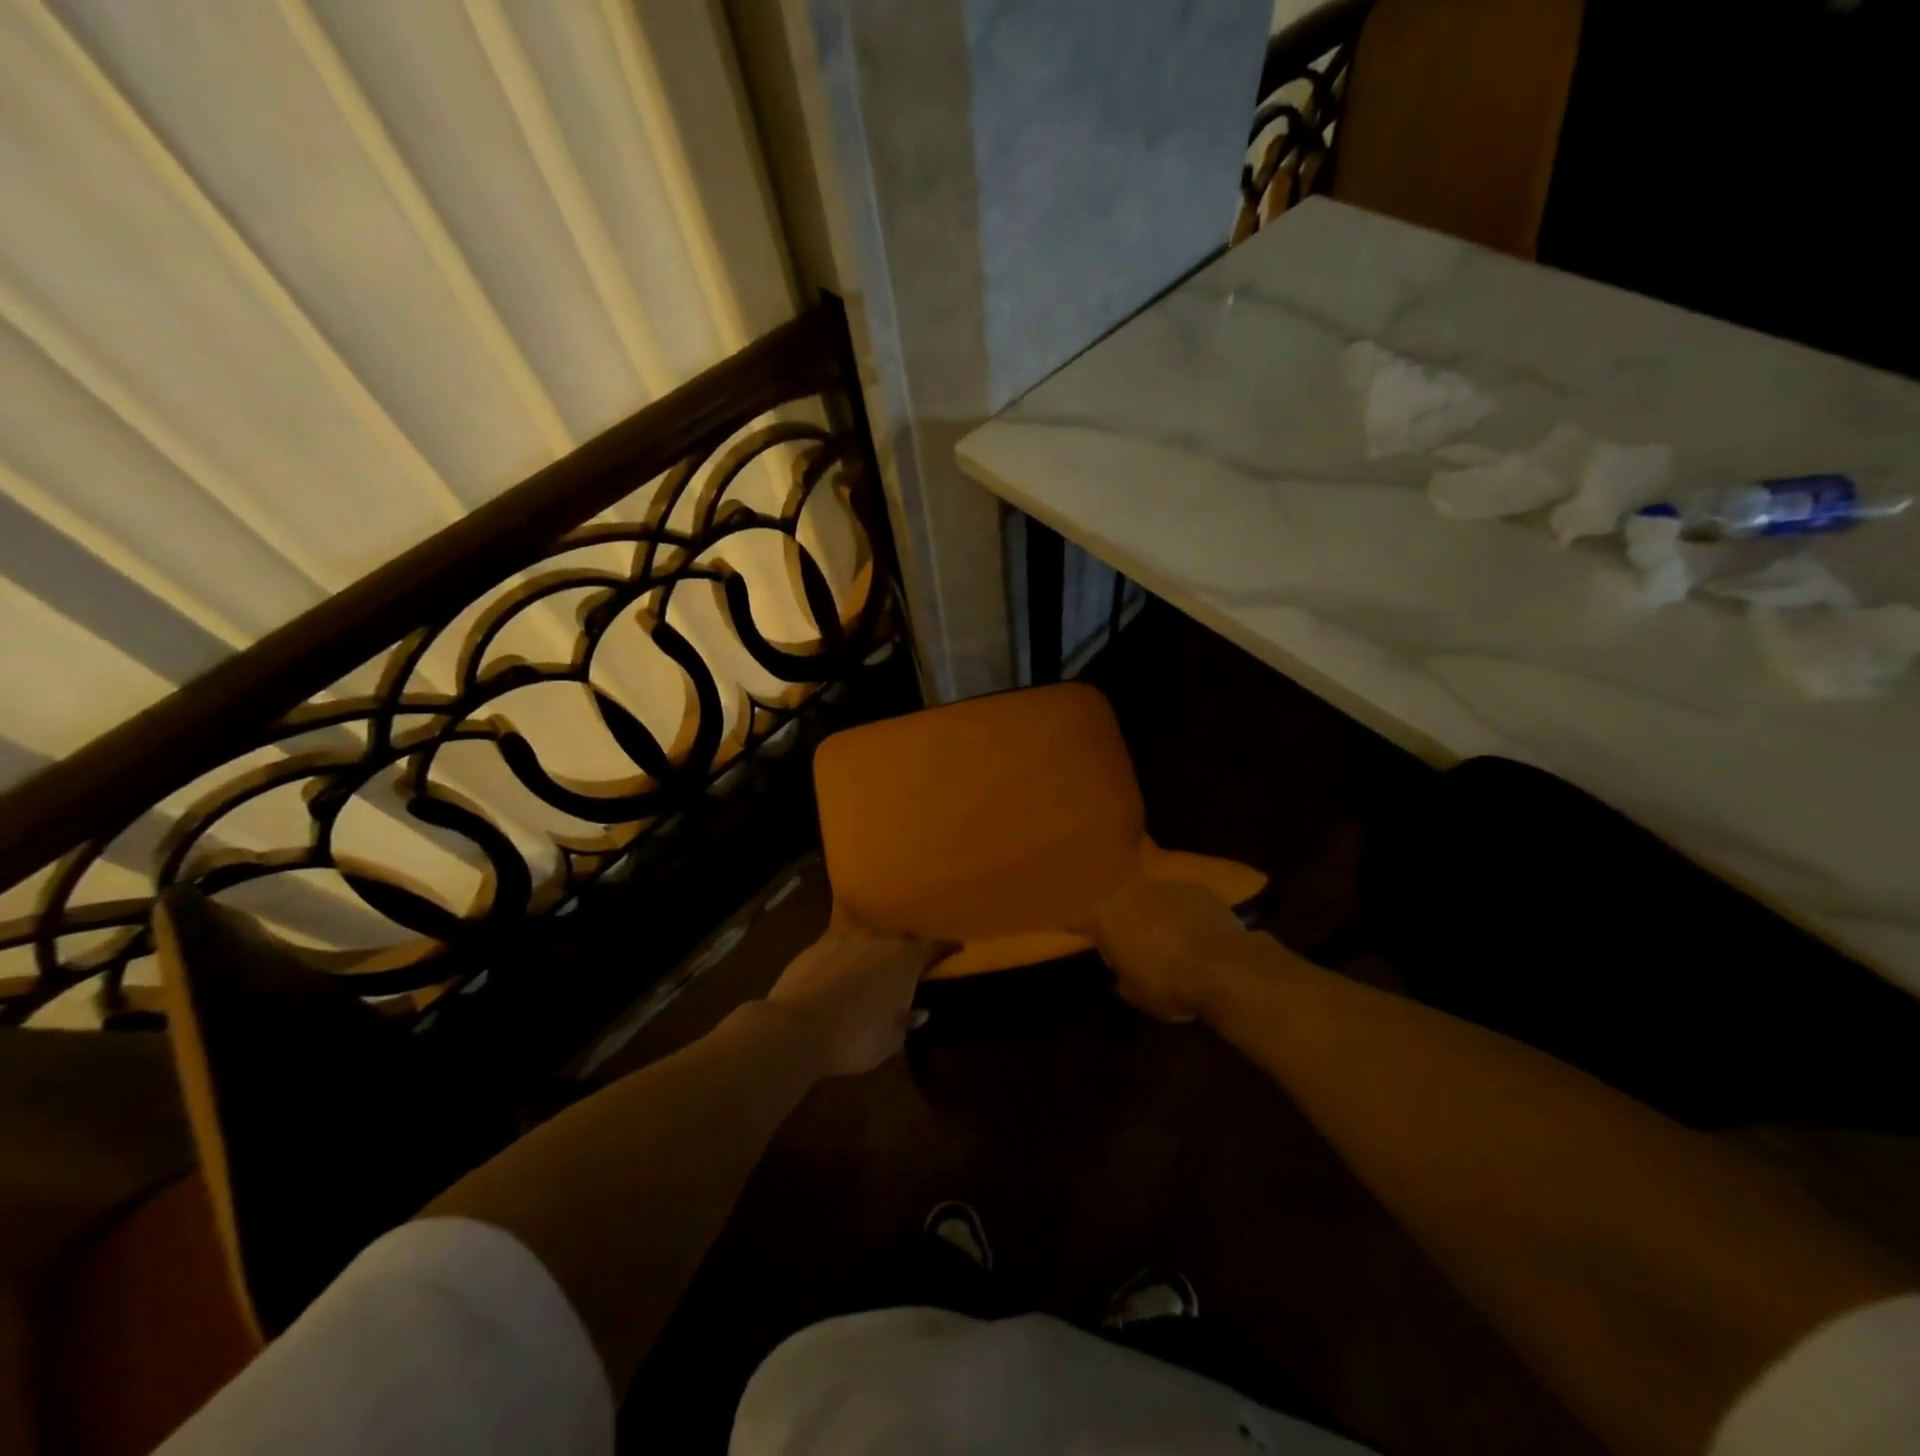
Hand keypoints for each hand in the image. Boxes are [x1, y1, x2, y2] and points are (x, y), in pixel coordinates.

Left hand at [766, 933, 952, 1077]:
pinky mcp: (815, 946)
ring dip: (872, 956)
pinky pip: (839, 949)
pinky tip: (837, 978)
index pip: (933, 947)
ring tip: (869, 975)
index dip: (946, 948)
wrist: (795, 1026)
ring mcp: (844, 939)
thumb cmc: (853, 1038)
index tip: (956, 948)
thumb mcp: (889, 1042)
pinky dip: (844, 960)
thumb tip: (916, 1012)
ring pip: (867, 942)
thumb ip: (905, 1023)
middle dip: (905, 955)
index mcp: (904, 959)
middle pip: (899, 942)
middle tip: (906, 972)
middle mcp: (878, 940)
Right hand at [1092, 878, 1252, 1023]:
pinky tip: (1194, 933)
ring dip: (1153, 915)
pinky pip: (1181, 901)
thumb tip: (1121, 973)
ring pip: (1151, 899)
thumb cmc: (1167, 983)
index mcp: (1105, 915)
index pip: (1079, 919)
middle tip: (1129, 942)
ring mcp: (1166, 885)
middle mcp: (1131, 891)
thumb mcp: (1133, 992)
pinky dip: (1182, 914)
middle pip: (1118, 904)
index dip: (1077, 928)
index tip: (1073, 932)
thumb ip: (1120, 976)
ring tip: (1165, 938)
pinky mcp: (1197, 888)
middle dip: (1122, 921)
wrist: (1223, 968)